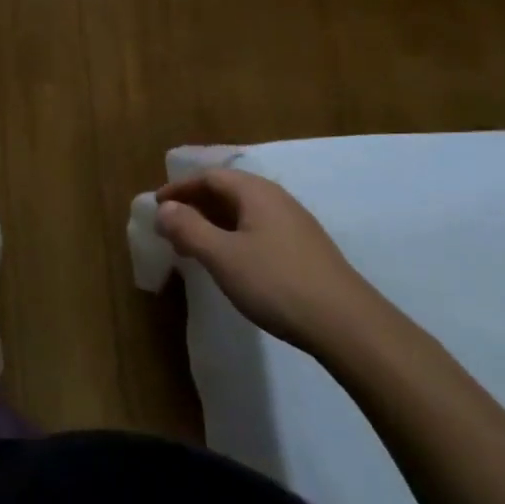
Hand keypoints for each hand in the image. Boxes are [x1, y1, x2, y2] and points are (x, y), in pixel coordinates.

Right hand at [156, 168, 382, 354]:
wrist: (348, 326)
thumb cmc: (277, 283)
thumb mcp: (223, 256)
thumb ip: (188, 228)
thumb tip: (164, 208)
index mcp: (256, 192)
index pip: (209, 177)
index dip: (179, 189)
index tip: (156, 206)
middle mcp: (277, 200)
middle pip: (227, 192)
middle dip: (195, 206)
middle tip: (170, 228)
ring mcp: (294, 225)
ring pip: (243, 213)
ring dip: (213, 224)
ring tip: (194, 247)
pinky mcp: (305, 250)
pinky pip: (258, 231)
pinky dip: (233, 238)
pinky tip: (230, 263)